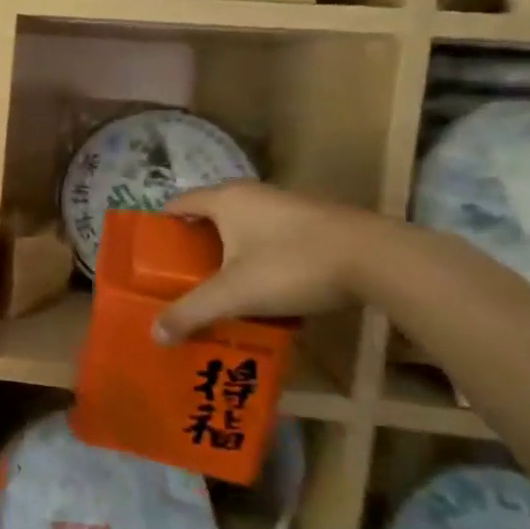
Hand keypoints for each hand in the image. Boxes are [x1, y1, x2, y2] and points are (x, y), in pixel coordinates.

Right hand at [152, 182, 380, 343]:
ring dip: (229, 251)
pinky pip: (272, 235)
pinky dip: (259, 255)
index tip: (150, 255)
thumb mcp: (235, 294)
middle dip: (193, 244)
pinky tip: (264, 286)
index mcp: (225, 199)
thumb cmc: (292, 265)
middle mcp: (253, 194)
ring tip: (219, 285)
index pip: (178, 203)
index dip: (161, 227)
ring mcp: (288, 205)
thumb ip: (191, 313)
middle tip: (180, 277)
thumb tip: (155, 335)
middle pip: (210, 214)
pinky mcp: (316, 222)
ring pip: (244, 225)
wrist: (379, 259)